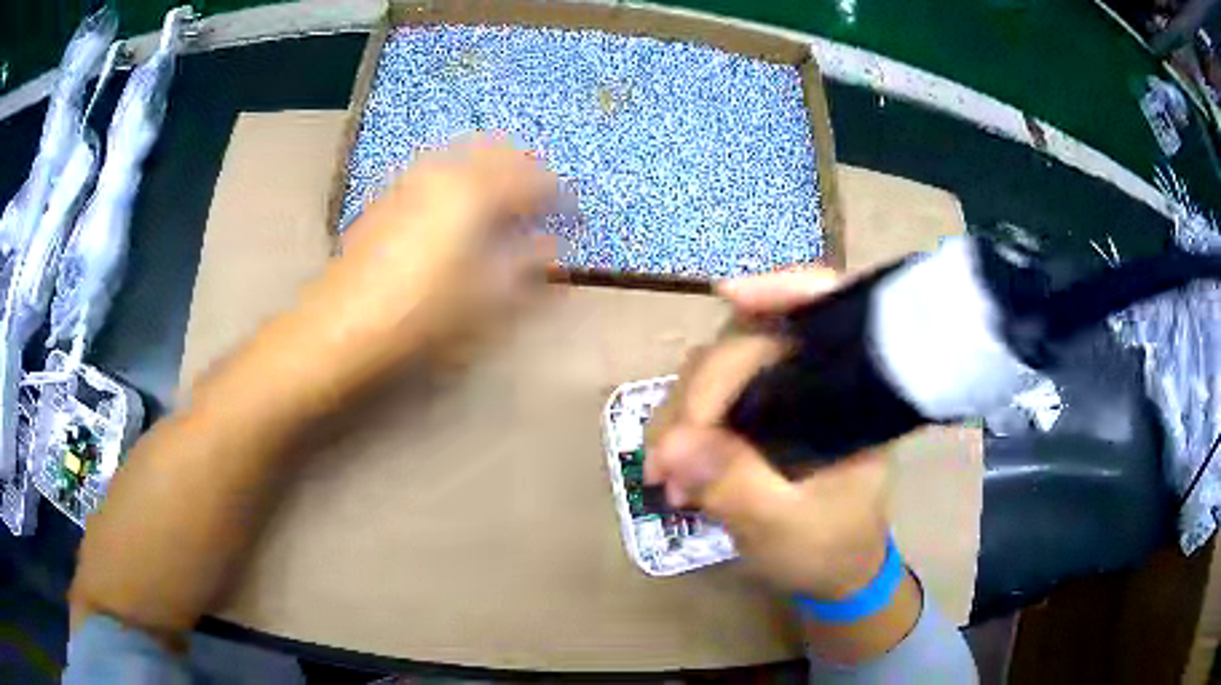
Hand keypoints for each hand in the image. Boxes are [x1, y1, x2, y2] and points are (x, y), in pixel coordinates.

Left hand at [292, 134, 560, 395]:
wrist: (342, 327)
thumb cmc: (422, 316)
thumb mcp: (487, 299)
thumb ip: (528, 266)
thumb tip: (552, 246)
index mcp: (476, 192)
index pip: (535, 179)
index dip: (560, 195)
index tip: (573, 215)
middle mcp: (445, 172)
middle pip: (499, 151)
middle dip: (526, 170)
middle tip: (541, 200)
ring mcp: (412, 179)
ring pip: (464, 154)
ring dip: (492, 169)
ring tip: (503, 202)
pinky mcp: (389, 194)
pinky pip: (436, 169)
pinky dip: (460, 177)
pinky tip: (457, 207)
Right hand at [646, 268, 890, 600]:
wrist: (835, 573)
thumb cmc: (830, 548)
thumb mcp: (786, 528)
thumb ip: (738, 486)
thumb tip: (673, 445)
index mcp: (854, 393)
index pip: (828, 311)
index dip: (784, 287)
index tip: (726, 294)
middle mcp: (819, 379)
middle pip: (751, 341)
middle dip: (701, 393)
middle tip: (668, 459)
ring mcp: (785, 395)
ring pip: (720, 369)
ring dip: (682, 414)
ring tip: (665, 473)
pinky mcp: (759, 415)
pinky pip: (709, 400)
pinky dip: (683, 428)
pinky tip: (670, 466)